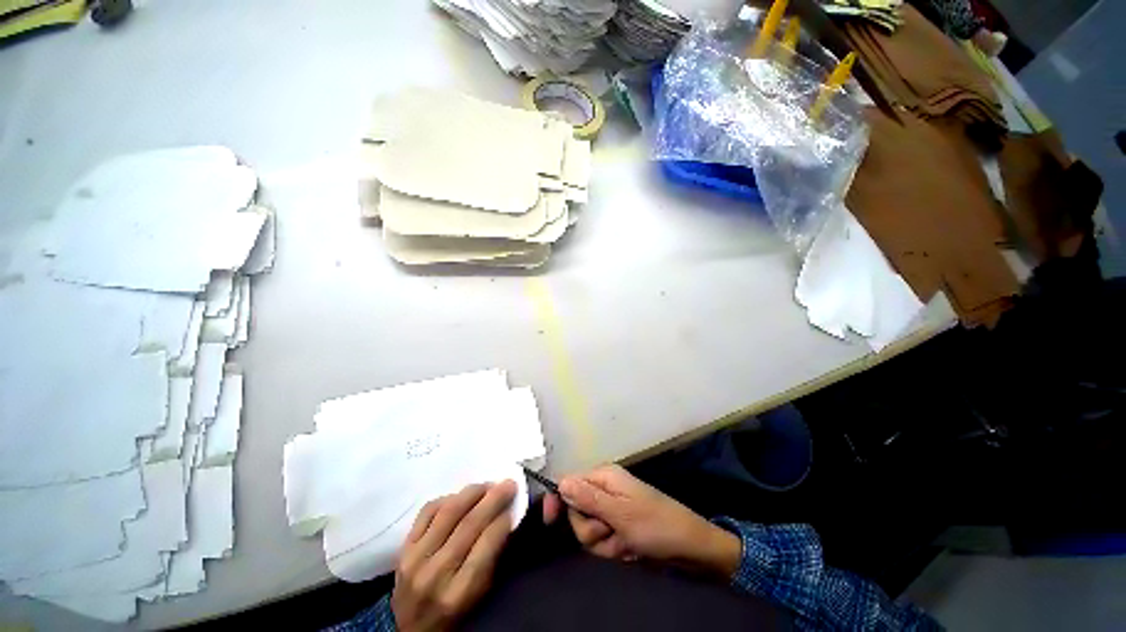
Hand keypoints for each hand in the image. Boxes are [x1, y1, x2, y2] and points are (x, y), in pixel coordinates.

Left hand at [392, 481, 515, 631]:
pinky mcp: (403, 547)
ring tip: (488, 485)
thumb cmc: (452, 614)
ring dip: (473, 493)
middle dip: (493, 499)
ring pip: (449, 512)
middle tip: (508, 483)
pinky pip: (427, 511)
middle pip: (469, 523)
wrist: (408, 628)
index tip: (514, 505)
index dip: (503, 520)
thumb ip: (491, 559)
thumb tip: (506, 518)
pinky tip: (460, 496)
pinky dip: (447, 498)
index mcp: (458, 592)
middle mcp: (435, 573)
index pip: (486, 545)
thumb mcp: (479, 596)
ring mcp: (415, 558)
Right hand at [542, 465, 740, 576]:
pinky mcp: (618, 527)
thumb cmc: (655, 524)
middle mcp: (604, 490)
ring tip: (625, 542)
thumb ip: (588, 499)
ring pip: (588, 530)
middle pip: (576, 511)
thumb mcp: (620, 513)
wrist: (689, 547)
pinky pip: (602, 541)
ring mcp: (611, 510)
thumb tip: (561, 482)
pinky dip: (612, 548)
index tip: (550, 521)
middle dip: (590, 528)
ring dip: (603, 542)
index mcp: (604, 477)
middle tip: (610, 531)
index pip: (569, 482)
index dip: (558, 500)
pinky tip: (629, 548)